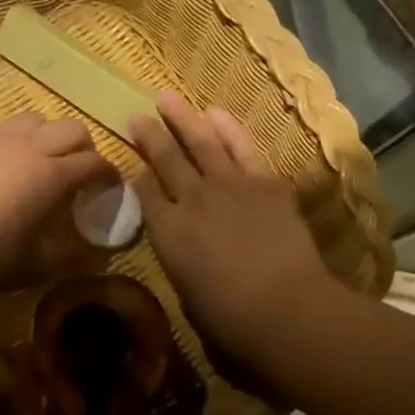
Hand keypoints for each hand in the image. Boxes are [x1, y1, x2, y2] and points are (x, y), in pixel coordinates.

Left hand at [0, 113, 117, 295]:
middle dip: (82, 147)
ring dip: (43, 137)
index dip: (108, 173)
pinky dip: (3, 141)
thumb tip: (94, 254)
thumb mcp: (35, 266)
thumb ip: (70, 256)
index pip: (94, 163)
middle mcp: (28, 146)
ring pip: (32, 119)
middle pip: (71, 128)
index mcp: (52, 175)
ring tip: (33, 160)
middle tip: (75, 170)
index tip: (108, 187)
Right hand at [129, 91, 337, 368]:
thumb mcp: (186, 290)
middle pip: (165, 159)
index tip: (130, 162)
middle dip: (148, 136)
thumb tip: (178, 235)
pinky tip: (214, 113)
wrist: (284, 306)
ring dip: (181, 117)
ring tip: (165, 97)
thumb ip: (177, 254)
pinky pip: (241, 146)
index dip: (135, 174)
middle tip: (136, 116)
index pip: (143, 192)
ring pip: (199, 141)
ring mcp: (228, 185)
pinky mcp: (263, 181)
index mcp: (167, 232)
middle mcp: (191, 199)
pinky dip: (227, 128)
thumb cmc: (230, 317)